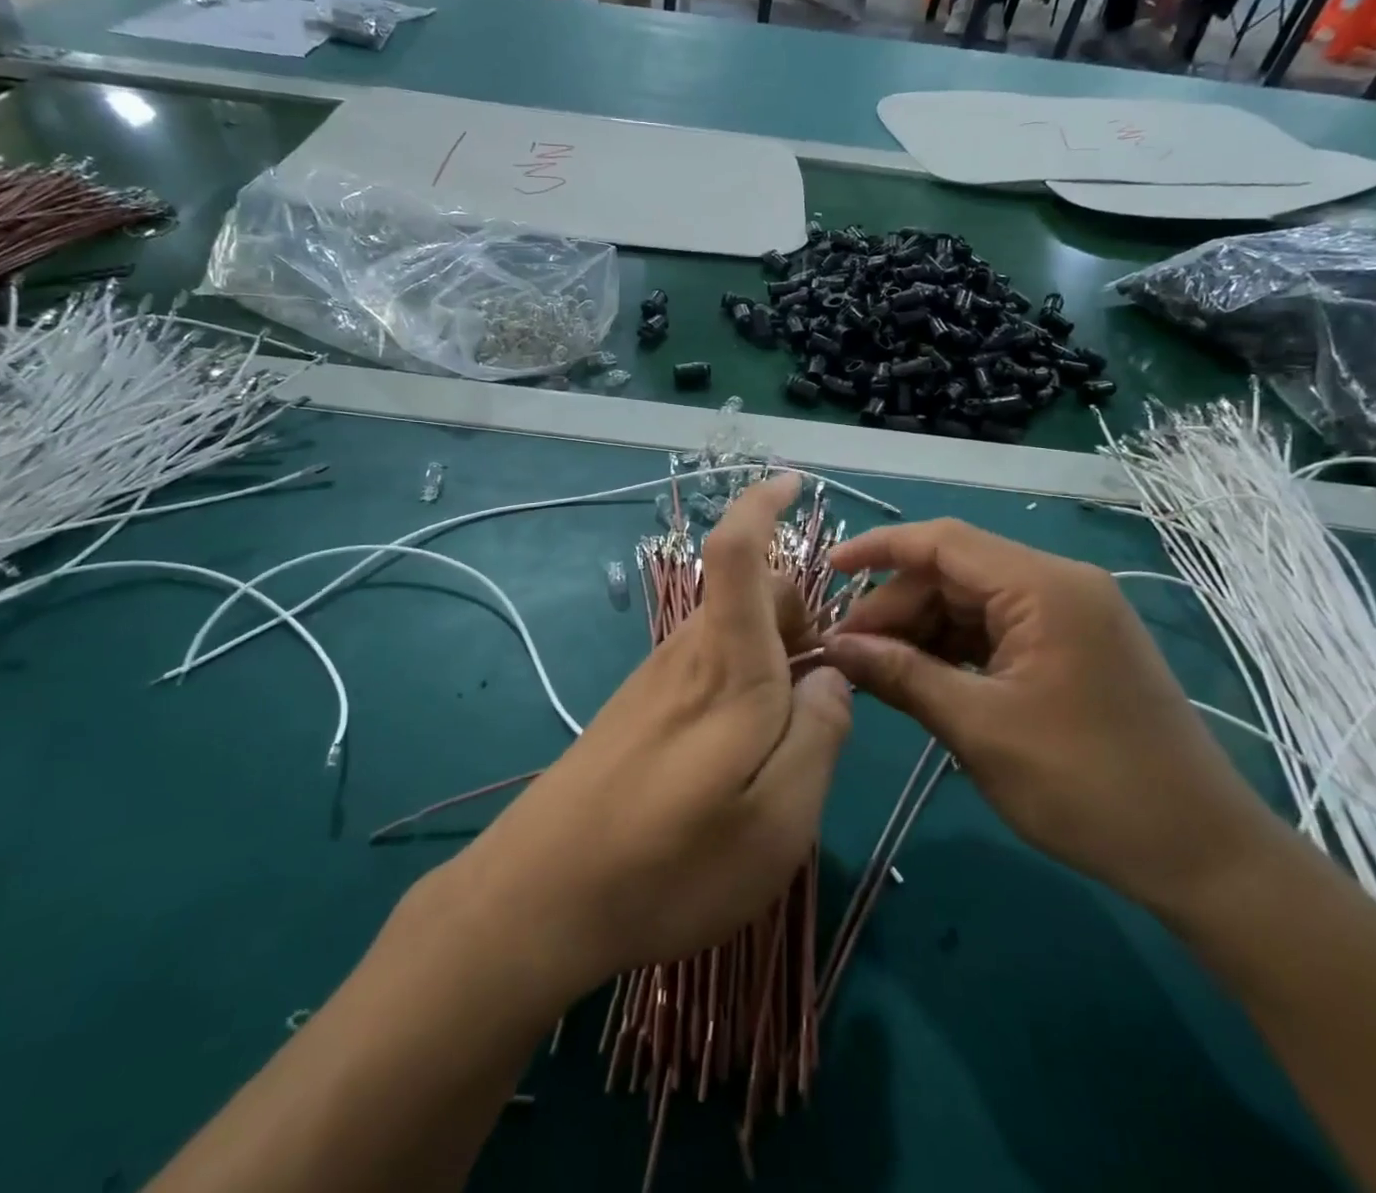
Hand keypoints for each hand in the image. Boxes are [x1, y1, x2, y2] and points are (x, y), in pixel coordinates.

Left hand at [434, 476, 849, 999]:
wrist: (541, 896)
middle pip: (752, 595)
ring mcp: (656, 679)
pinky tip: (736, 762)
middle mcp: (688, 653)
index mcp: (729, 663)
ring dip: (773, 661)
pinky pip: (707, 669)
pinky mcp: (637, 709)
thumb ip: (820, 735)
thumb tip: (834, 676)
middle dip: (800, 619)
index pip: (737, 551)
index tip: (790, 480)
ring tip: (783, 745)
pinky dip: (742, 687)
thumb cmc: (672, 861)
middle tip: (821, 699)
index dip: (761, 504)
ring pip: (733, 635)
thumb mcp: (780, 818)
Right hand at [820, 521, 1287, 916]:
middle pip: (954, 573)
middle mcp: (1059, 585)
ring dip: (921, 631)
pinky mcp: (1073, 647)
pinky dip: (954, 649)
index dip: (878, 549)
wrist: (1203, 856)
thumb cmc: (1088, 786)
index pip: (943, 541)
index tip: (826, 571)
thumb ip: (900, 674)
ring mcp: (1070, 616)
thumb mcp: (978, 727)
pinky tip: (922, 678)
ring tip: (877, 670)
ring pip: (972, 602)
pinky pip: (997, 629)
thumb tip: (834, 646)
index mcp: (1044, 587)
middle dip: (895, 607)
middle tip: (848, 651)